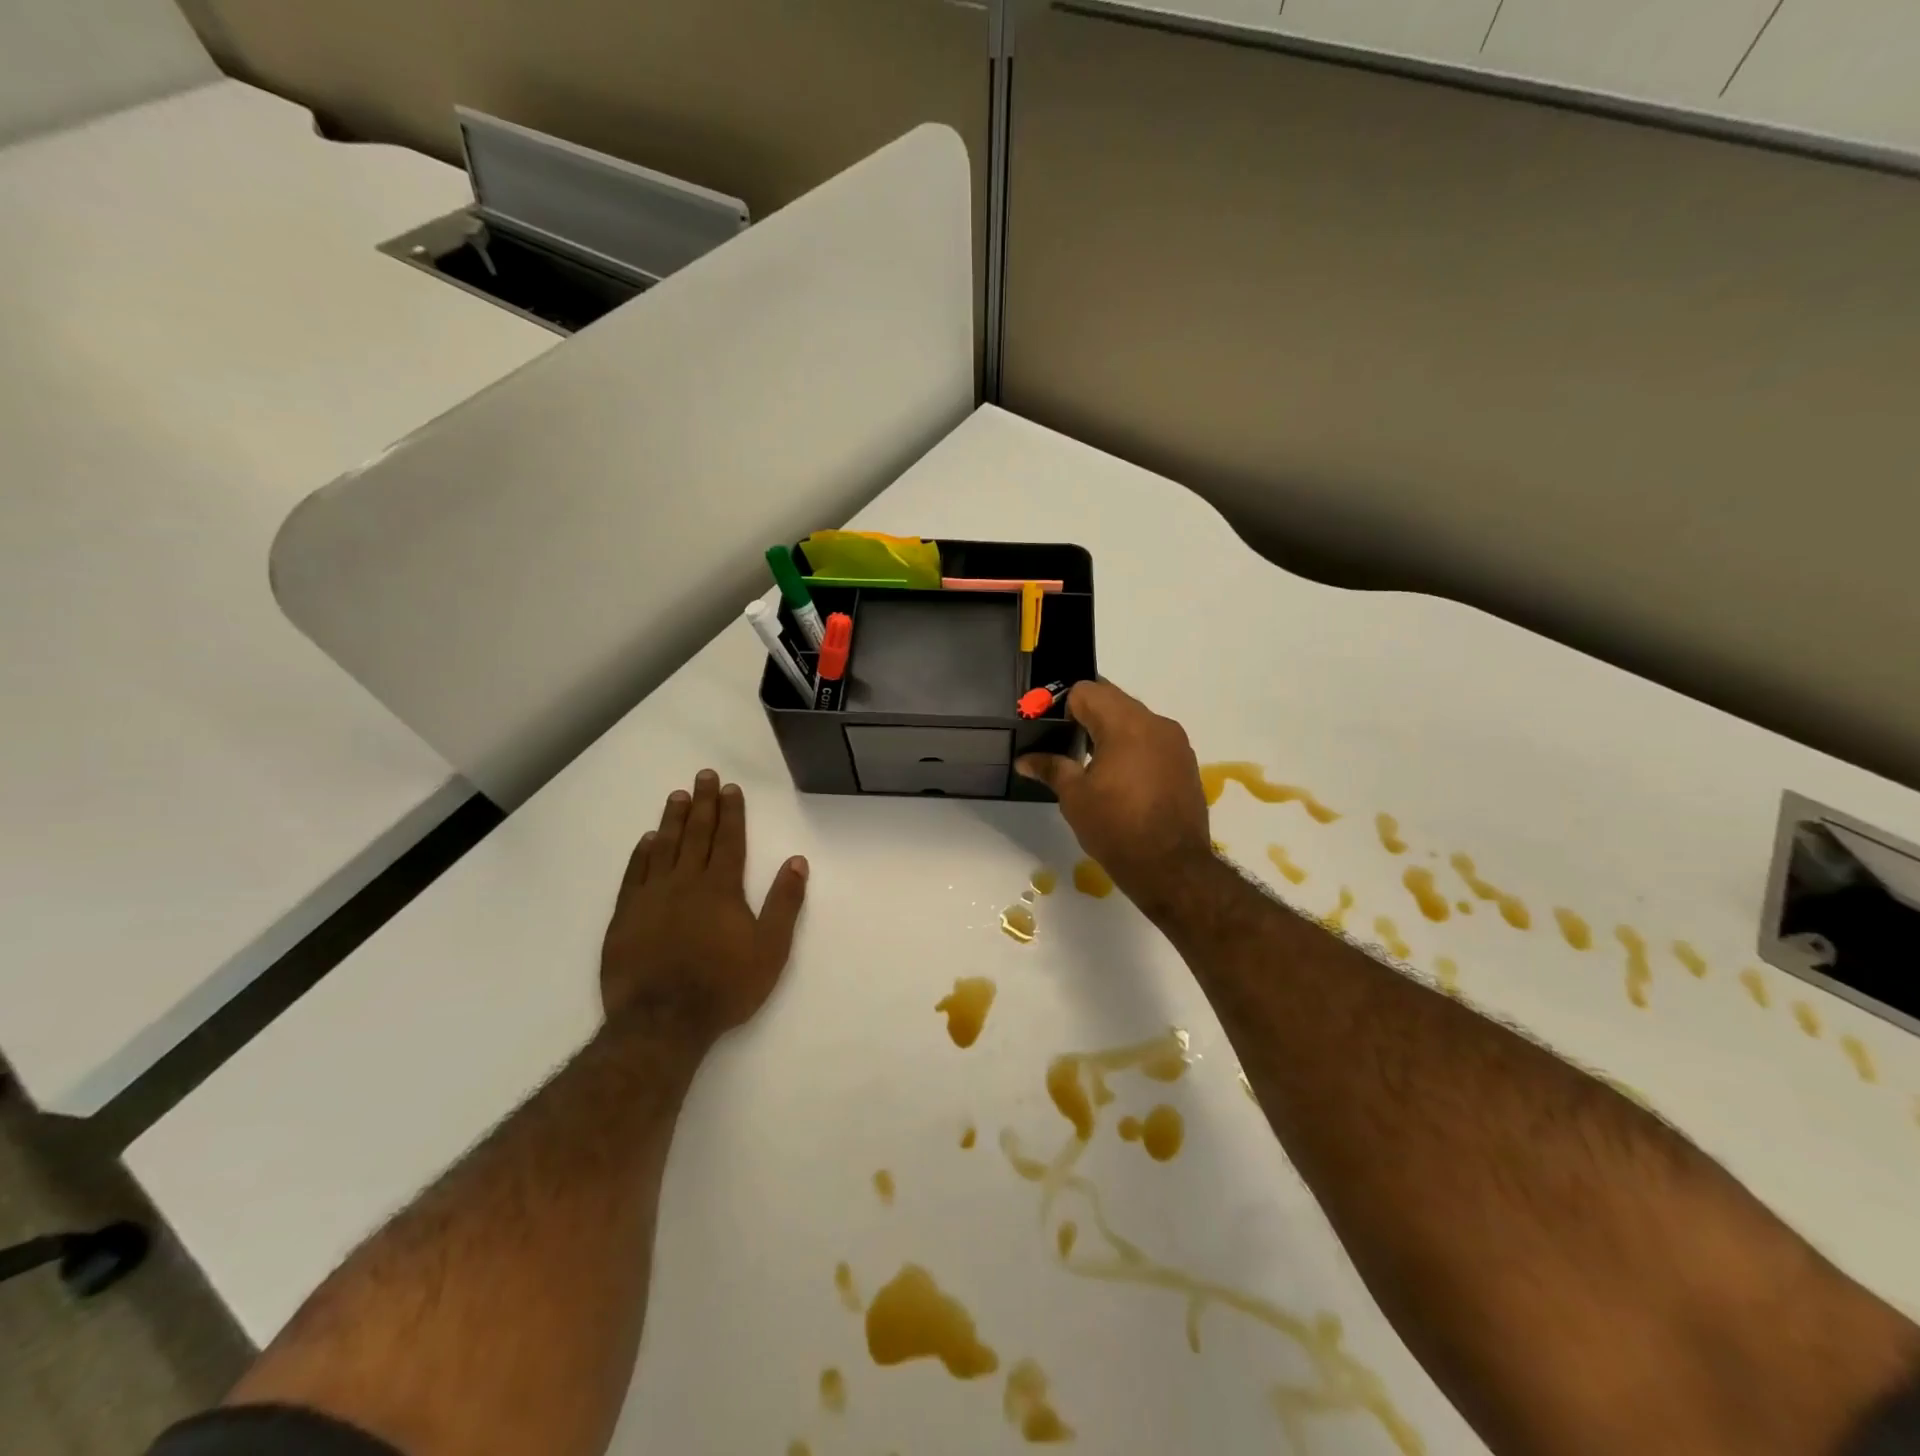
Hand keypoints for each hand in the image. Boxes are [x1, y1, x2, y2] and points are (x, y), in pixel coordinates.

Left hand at [600, 770, 808, 1042]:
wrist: (662, 1022)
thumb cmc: (724, 986)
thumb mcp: (770, 949)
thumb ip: (784, 903)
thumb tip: (797, 862)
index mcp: (721, 888)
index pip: (728, 840)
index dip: (731, 812)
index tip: (731, 788)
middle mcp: (686, 882)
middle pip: (696, 834)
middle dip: (704, 803)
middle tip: (704, 775)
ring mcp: (651, 897)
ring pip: (664, 847)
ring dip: (673, 819)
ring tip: (677, 795)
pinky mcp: (625, 916)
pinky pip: (634, 874)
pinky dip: (641, 853)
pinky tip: (647, 839)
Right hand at [1014, 681, 1214, 919]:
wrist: (1172, 867)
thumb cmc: (1116, 827)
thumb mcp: (1075, 797)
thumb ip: (1051, 768)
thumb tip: (1025, 759)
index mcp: (1126, 724)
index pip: (1087, 691)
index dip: (1062, 705)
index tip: (1049, 728)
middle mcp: (1156, 723)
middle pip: (1113, 700)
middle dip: (1087, 715)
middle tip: (1065, 742)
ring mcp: (1176, 743)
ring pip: (1136, 719)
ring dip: (1112, 730)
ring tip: (1092, 762)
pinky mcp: (1186, 763)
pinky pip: (1153, 740)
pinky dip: (1134, 747)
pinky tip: (1121, 778)